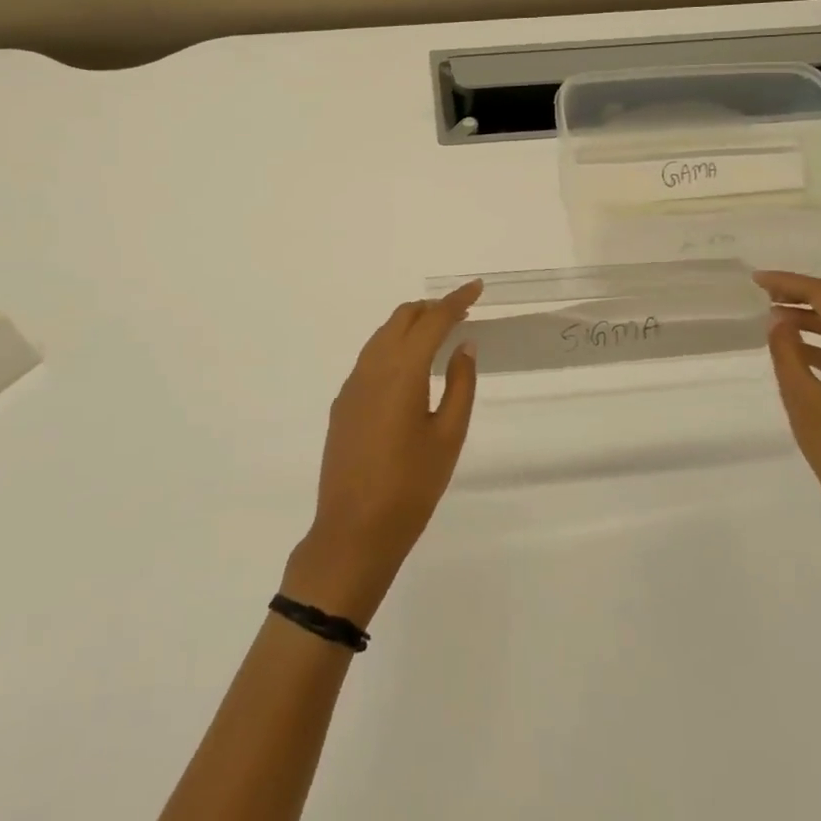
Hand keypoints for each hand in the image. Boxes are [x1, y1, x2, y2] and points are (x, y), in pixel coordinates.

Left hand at [281, 282, 482, 626]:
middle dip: (432, 308)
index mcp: (402, 370)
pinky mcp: (343, 402)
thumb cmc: (411, 487)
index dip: (456, 300)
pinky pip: (370, 358)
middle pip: (402, 318)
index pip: (433, 320)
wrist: (352, 533)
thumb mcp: (448, 437)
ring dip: (411, 325)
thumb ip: (460, 385)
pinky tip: (408, 369)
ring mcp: (353, 384)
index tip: (477, 287)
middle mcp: (373, 366)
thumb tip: (464, 345)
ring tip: (438, 335)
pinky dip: (393, 347)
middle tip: (461, 313)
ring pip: (383, 335)